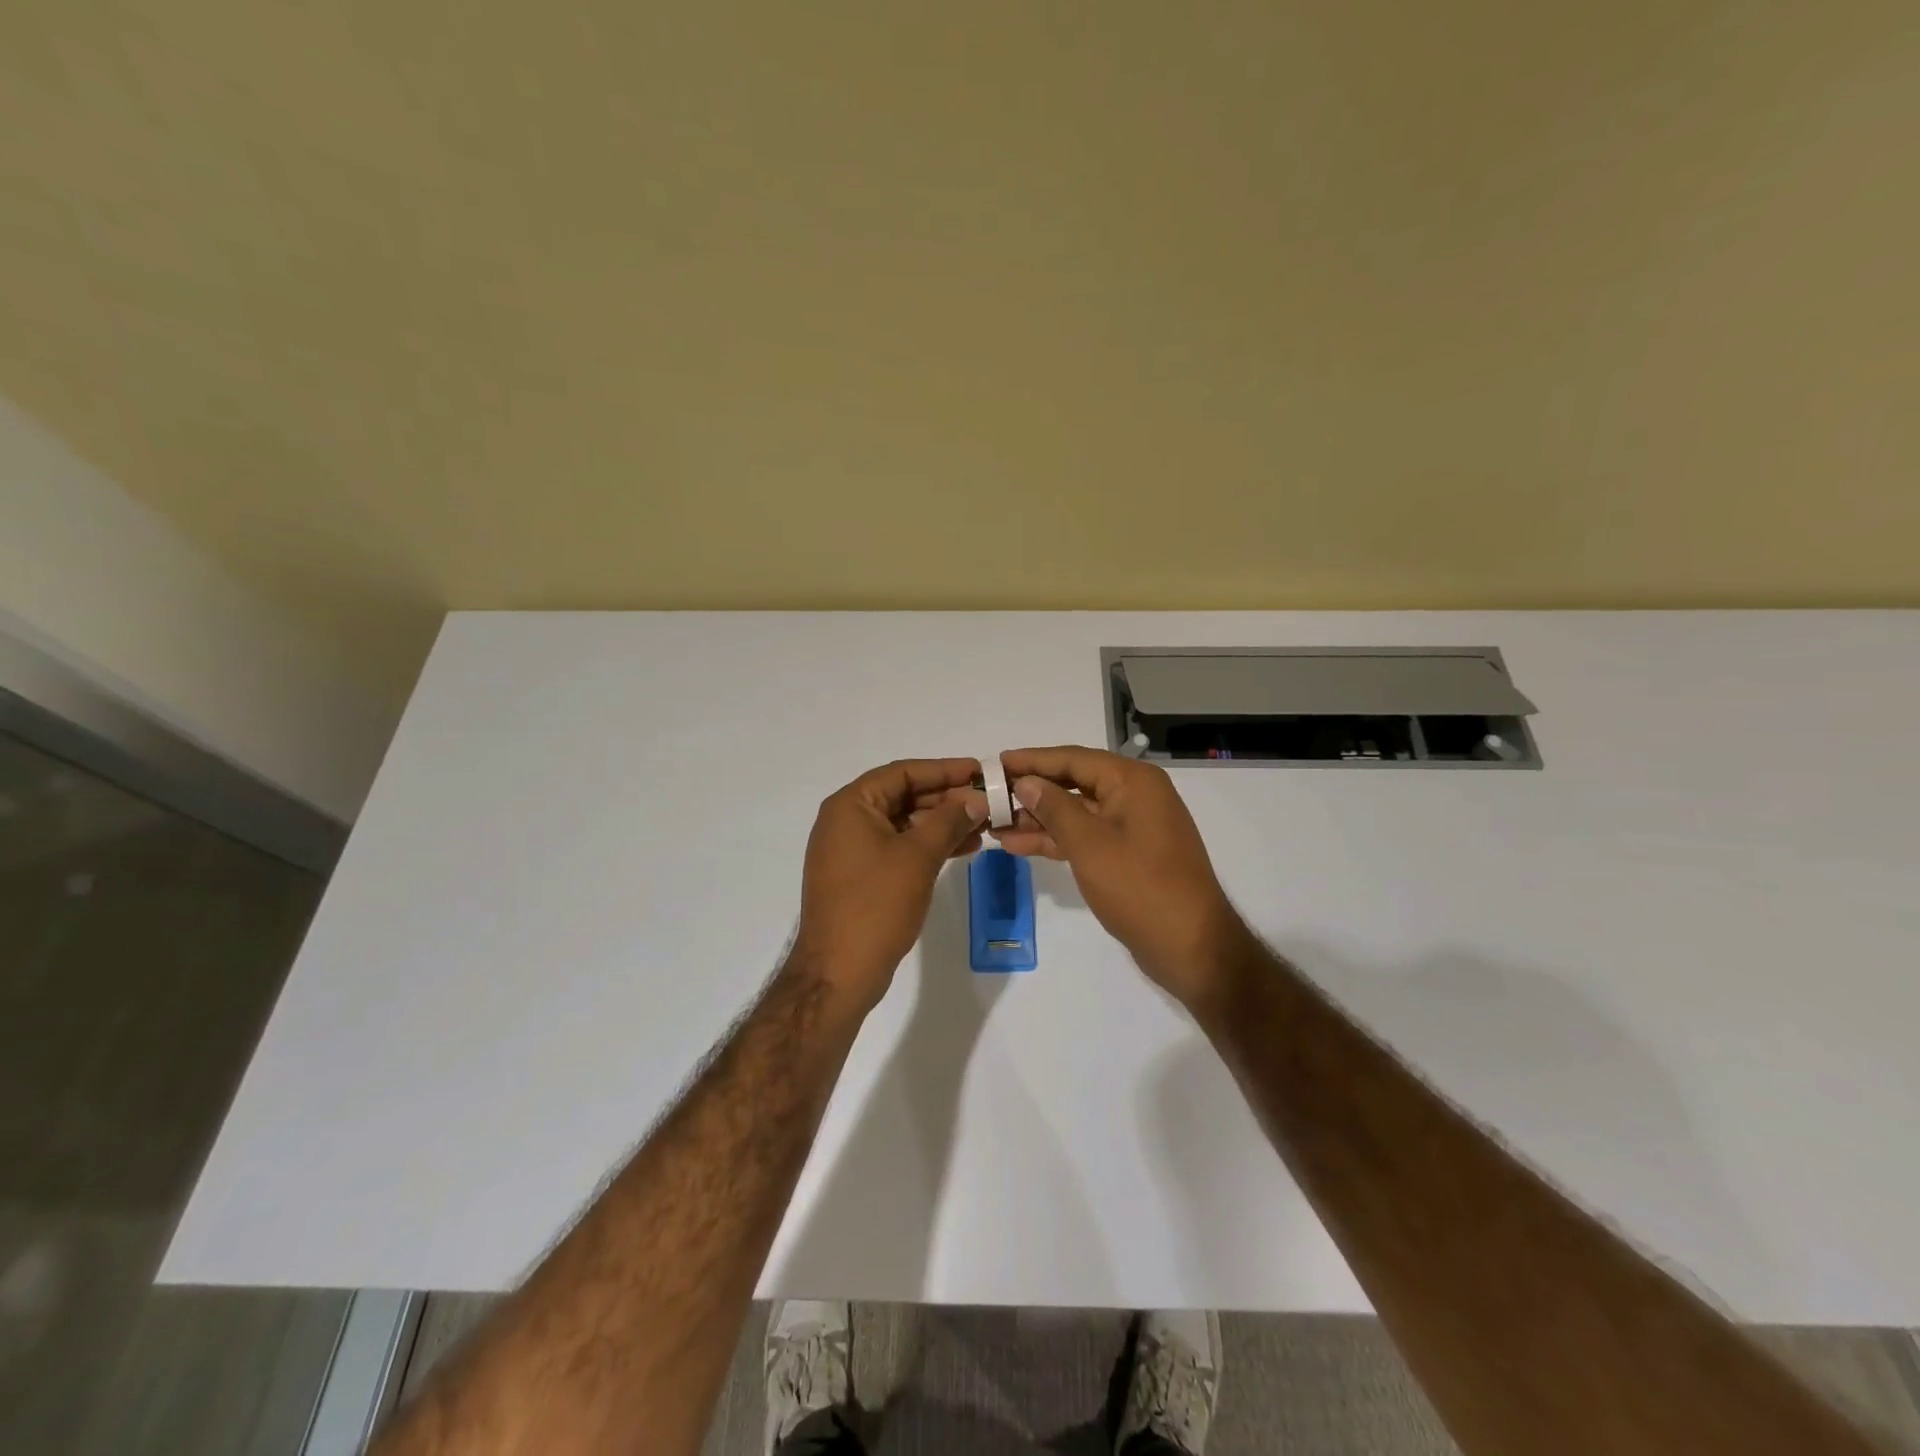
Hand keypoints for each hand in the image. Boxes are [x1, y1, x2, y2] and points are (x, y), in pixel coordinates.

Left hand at [792, 758, 987, 1011]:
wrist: (839, 972)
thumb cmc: (876, 905)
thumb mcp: (918, 856)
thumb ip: (949, 820)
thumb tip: (975, 797)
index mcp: (850, 805)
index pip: (903, 773)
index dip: (944, 770)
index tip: (980, 770)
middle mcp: (846, 821)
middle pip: (903, 796)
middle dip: (946, 798)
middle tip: (987, 800)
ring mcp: (851, 850)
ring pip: (904, 823)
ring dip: (942, 823)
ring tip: (984, 825)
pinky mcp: (861, 876)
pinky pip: (899, 847)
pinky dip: (928, 845)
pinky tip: (962, 848)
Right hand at [996, 746, 1254, 1014]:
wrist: (1191, 947)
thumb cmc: (1140, 887)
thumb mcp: (1090, 844)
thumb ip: (1055, 808)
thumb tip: (1026, 782)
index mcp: (1132, 781)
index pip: (1073, 759)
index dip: (1032, 760)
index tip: (996, 763)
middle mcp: (1134, 795)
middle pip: (1073, 783)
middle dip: (1031, 791)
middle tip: (989, 796)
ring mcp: (1131, 826)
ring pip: (1075, 812)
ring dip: (1037, 818)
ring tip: (994, 824)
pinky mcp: (1127, 854)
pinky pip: (1084, 836)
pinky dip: (1055, 839)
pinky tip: (1018, 844)